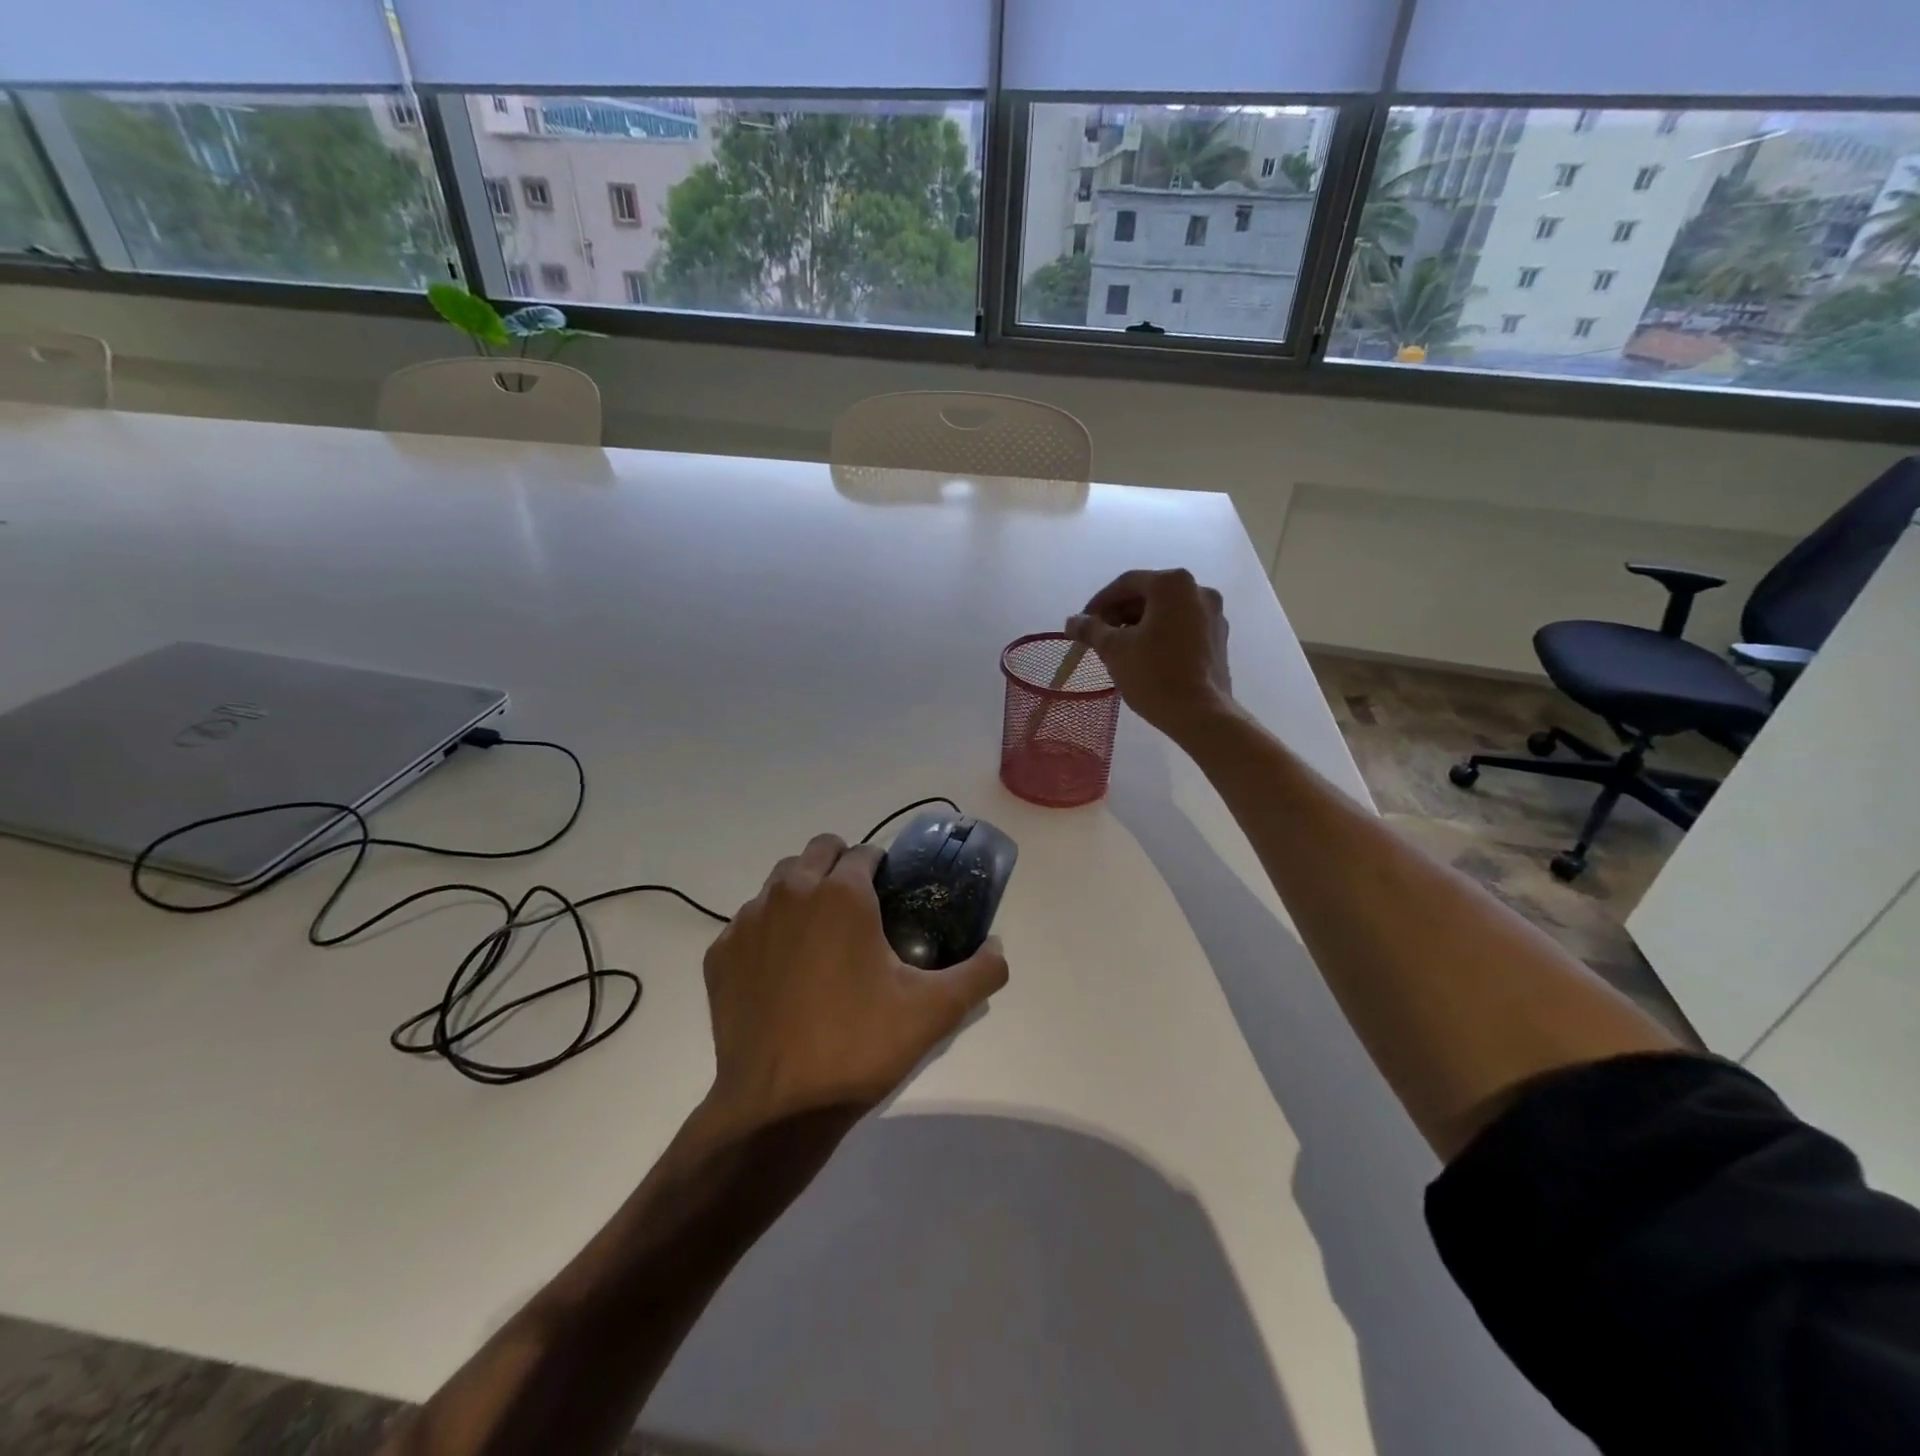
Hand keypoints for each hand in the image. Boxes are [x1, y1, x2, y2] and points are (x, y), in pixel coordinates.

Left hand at [701, 834, 1008, 1129]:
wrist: (777, 1106)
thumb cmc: (859, 1046)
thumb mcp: (934, 1011)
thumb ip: (980, 971)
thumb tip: (999, 948)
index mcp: (842, 894)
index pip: (865, 852)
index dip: (881, 868)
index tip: (890, 895)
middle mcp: (791, 892)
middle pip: (818, 851)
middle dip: (840, 866)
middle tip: (859, 911)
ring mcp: (748, 921)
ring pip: (779, 882)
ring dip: (803, 892)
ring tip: (821, 938)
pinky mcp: (719, 953)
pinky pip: (748, 922)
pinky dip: (768, 932)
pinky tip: (783, 972)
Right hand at [1066, 568, 1233, 738]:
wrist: (1200, 714)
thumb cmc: (1154, 675)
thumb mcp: (1114, 650)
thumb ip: (1090, 629)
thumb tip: (1072, 622)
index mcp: (1172, 585)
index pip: (1126, 583)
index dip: (1099, 603)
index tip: (1082, 624)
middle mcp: (1198, 591)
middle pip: (1148, 595)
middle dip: (1120, 613)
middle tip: (1099, 637)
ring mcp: (1213, 615)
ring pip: (1166, 611)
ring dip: (1139, 624)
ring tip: (1119, 648)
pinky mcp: (1218, 638)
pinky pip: (1182, 626)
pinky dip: (1161, 634)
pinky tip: (1145, 656)